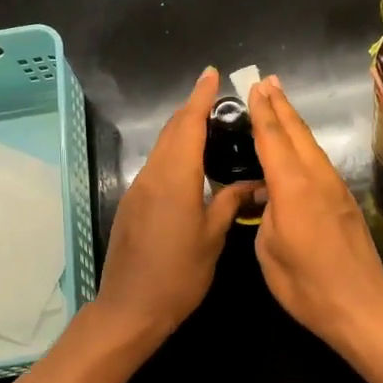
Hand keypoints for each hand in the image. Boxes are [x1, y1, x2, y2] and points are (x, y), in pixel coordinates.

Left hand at [92, 68, 257, 343]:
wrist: (130, 308)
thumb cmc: (179, 275)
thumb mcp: (212, 239)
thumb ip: (230, 203)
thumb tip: (252, 183)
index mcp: (175, 179)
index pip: (189, 125)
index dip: (200, 97)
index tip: (212, 74)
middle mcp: (152, 176)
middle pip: (172, 131)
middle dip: (192, 109)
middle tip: (217, 97)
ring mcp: (138, 190)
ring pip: (162, 148)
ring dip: (182, 131)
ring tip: (209, 125)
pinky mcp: (132, 205)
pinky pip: (156, 167)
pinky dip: (174, 154)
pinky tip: (190, 163)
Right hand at [248, 76, 382, 351]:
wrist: (361, 307)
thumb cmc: (307, 286)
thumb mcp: (269, 252)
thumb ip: (266, 216)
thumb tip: (270, 198)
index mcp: (293, 188)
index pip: (273, 140)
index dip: (262, 113)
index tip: (256, 87)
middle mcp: (317, 180)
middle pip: (297, 134)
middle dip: (281, 106)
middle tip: (268, 81)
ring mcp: (336, 190)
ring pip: (312, 147)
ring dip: (295, 123)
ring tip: (281, 103)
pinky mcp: (346, 203)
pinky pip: (320, 164)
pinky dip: (306, 147)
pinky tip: (299, 149)